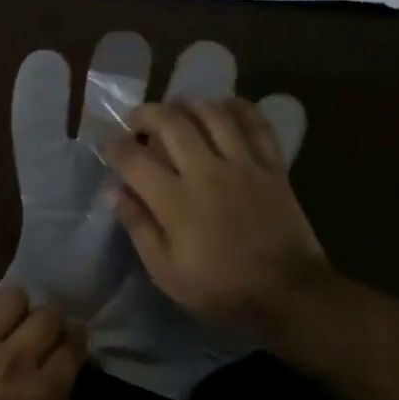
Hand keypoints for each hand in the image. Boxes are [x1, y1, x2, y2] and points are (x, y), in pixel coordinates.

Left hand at [0, 286, 84, 399]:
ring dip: (15, 308)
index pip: (73, 344)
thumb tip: (60, 377)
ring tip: (7, 321)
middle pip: (47, 315)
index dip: (77, 338)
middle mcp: (13, 359)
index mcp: (41, 392)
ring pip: (9, 296)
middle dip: (52, 320)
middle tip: (41, 331)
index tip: (71, 340)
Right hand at [107, 98, 330, 340]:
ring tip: (177, 112)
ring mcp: (243, 164)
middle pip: (170, 122)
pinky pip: (255, 123)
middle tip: (138, 123)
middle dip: (146, 114)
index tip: (110, 148)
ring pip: (211, 113)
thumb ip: (139, 227)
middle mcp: (206, 172)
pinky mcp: (272, 165)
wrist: (288, 294)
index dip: (115, 147)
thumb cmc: (221, 289)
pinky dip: (237, 108)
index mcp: (175, 201)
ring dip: (187, 105)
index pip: (134, 159)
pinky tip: (223, 109)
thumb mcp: (166, 272)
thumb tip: (115, 192)